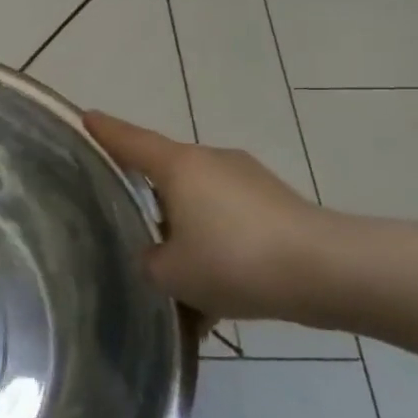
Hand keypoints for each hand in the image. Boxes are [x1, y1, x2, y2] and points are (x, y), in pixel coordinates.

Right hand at [85, 111, 326, 320]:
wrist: (332, 273)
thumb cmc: (235, 260)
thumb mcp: (171, 273)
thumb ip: (149, 261)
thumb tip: (157, 256)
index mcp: (179, 167)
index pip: (130, 141)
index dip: (105, 131)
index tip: (85, 117)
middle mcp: (212, 163)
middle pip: (166, 173)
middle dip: (148, 198)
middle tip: (127, 223)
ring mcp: (249, 181)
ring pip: (201, 205)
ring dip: (187, 233)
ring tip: (178, 281)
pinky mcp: (277, 205)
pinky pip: (232, 224)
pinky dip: (219, 252)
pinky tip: (218, 300)